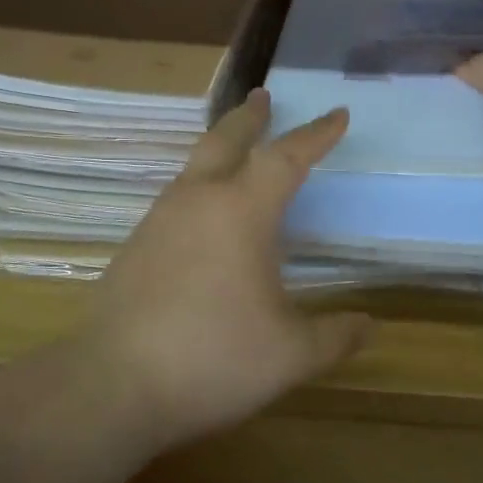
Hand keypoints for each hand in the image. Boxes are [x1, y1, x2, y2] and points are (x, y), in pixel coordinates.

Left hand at [84, 88, 371, 449]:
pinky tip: (203, 213)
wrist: (112, 386)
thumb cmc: (213, 358)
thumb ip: (334, 336)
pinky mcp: (136, 245)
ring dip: (221, 147)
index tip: (337, 114)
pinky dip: (200, 185)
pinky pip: (177, 197)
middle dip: (250, 117)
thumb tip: (369, 326)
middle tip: (264, 96)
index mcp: (241, 210)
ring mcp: (160, 220)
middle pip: (226, 139)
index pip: (287, 157)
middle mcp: (198, 201)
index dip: (316, 134)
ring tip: (236, 149)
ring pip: (195, 165)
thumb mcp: (290, 354)